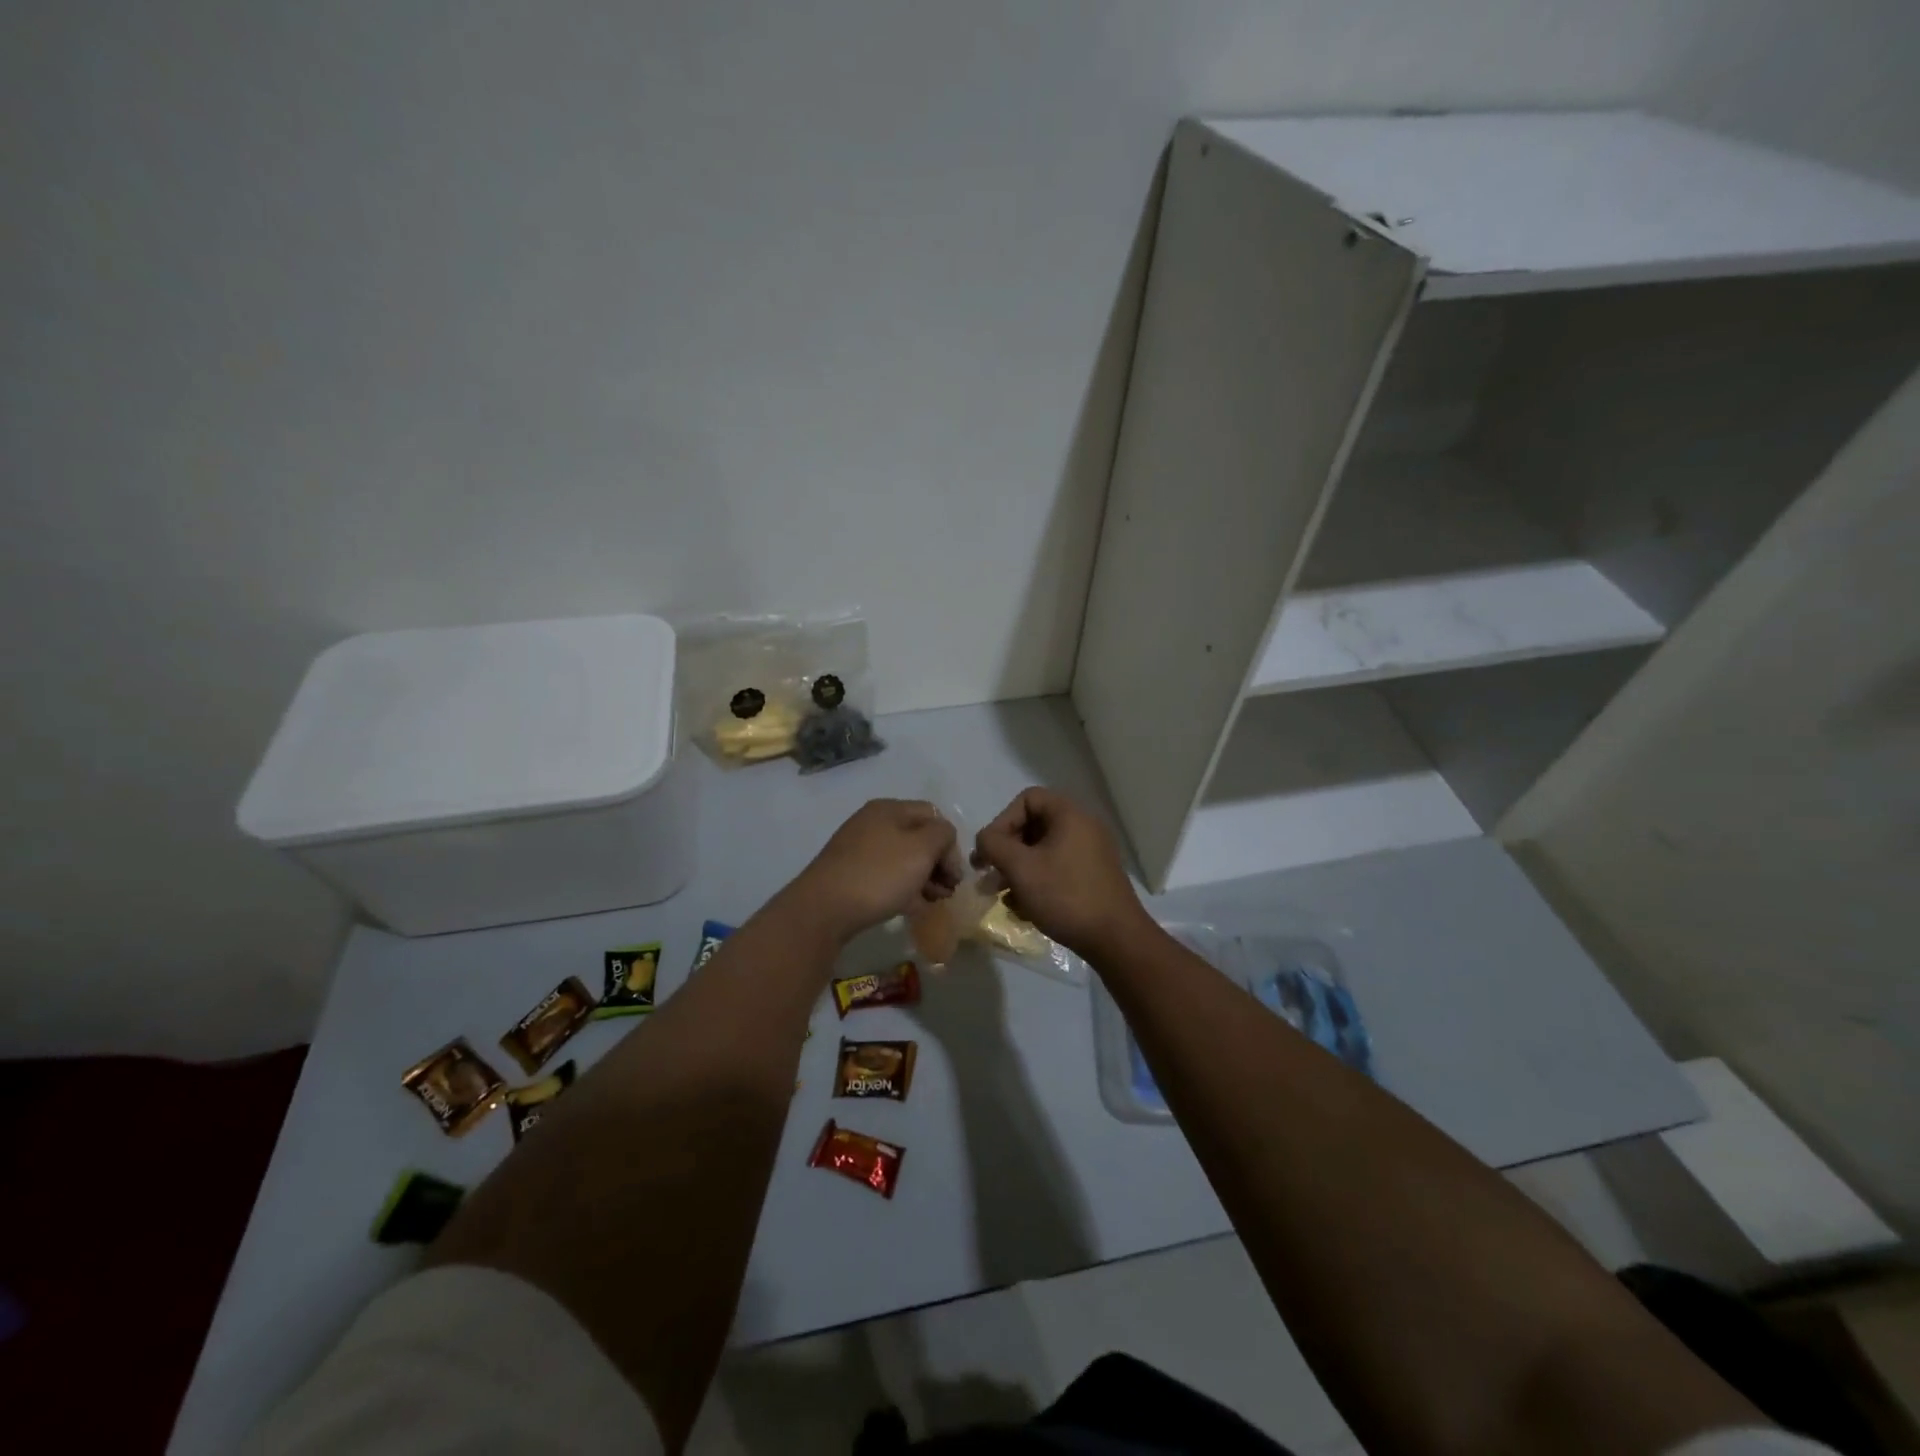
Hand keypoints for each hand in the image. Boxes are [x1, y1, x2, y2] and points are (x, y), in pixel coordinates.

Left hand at [790, 799, 961, 942]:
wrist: (823, 909)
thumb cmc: (879, 874)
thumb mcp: (922, 848)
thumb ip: (942, 835)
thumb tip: (943, 839)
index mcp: (889, 809)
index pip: (933, 816)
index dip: (950, 844)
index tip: (954, 875)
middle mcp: (872, 823)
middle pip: (918, 838)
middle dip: (938, 864)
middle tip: (946, 892)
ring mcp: (859, 850)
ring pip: (903, 860)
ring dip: (923, 879)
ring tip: (932, 903)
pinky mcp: (850, 875)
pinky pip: (886, 877)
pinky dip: (903, 889)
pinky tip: (911, 908)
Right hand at [972, 787, 1145, 957]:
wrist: (1115, 939)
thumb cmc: (1065, 895)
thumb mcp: (1020, 868)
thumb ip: (994, 845)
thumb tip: (984, 839)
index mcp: (1070, 815)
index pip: (1027, 799)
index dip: (1002, 820)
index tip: (990, 851)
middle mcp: (1084, 827)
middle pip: (1034, 825)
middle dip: (1006, 850)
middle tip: (988, 875)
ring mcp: (1091, 853)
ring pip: (1043, 851)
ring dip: (1018, 869)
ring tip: (1001, 896)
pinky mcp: (1094, 877)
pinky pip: (1057, 868)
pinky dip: (1037, 881)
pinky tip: (1024, 908)